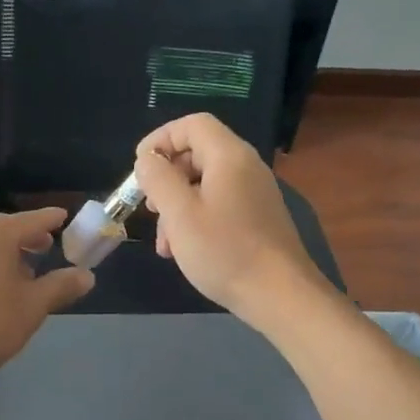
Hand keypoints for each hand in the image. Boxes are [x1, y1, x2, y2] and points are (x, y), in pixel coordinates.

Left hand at [0, 207, 91, 382]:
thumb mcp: (33, 306)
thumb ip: (61, 287)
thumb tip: (87, 275)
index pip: (32, 219)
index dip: (51, 219)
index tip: (65, 217)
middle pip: (5, 229)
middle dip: (28, 236)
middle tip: (48, 245)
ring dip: (8, 252)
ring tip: (26, 271)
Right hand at [133, 113, 325, 331]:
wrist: (280, 295)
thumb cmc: (224, 251)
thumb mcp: (179, 214)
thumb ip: (158, 178)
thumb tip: (148, 159)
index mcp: (229, 156)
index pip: (192, 125)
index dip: (161, 139)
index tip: (139, 169)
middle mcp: (246, 167)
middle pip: (197, 154)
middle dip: (166, 178)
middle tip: (148, 207)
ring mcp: (255, 194)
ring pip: (205, 184)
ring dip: (177, 206)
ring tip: (164, 243)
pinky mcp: (258, 218)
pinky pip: (219, 205)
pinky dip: (196, 219)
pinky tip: (184, 251)